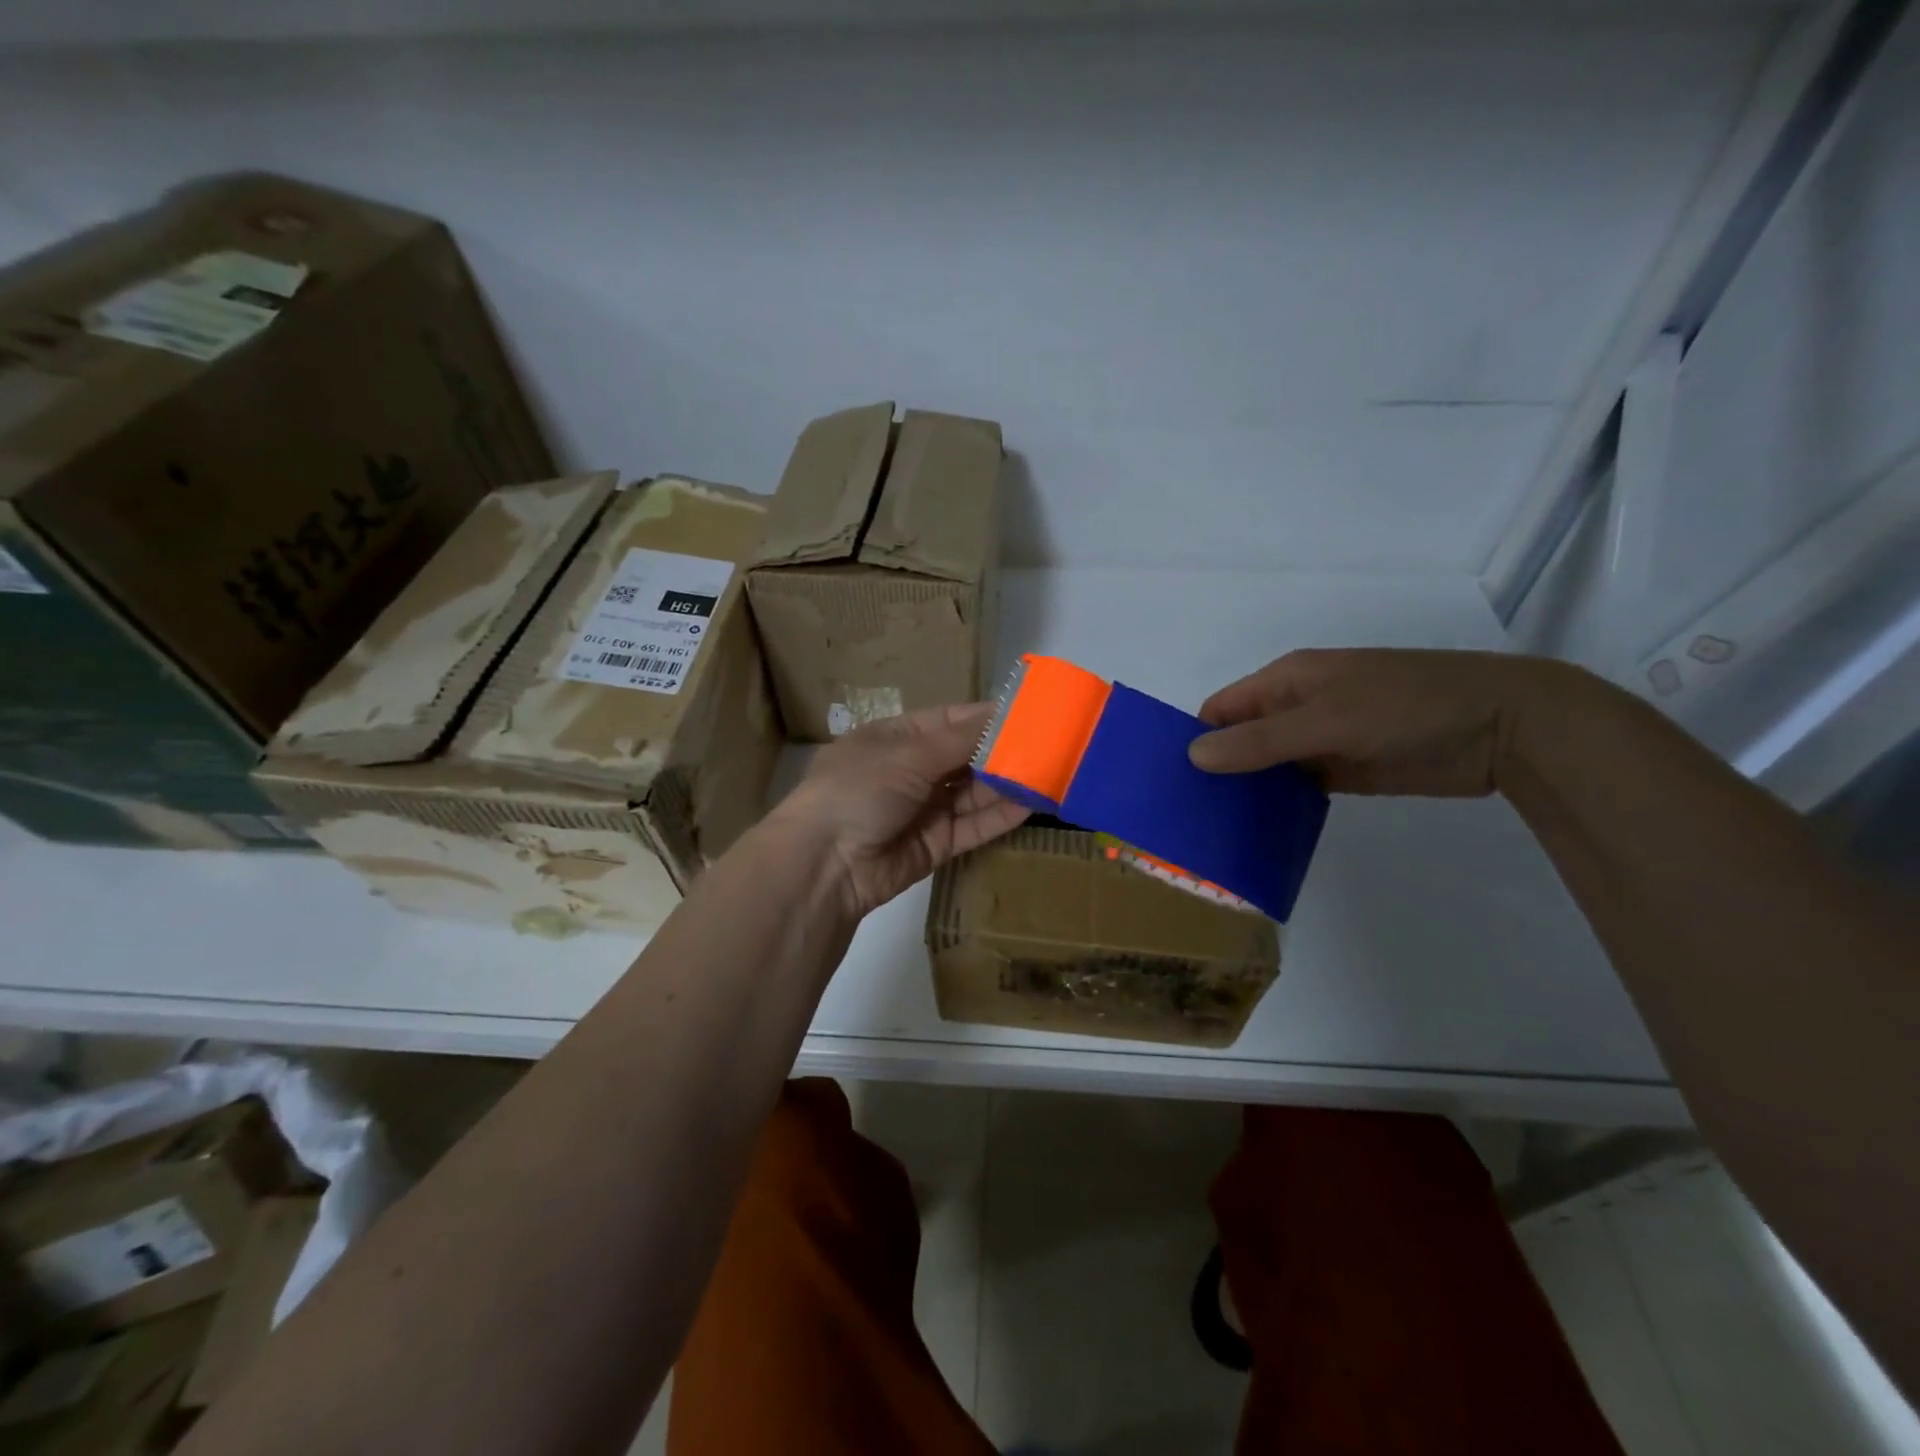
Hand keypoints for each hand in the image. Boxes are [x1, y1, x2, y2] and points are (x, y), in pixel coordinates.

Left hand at [771, 703, 1030, 917]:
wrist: (825, 865)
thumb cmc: (859, 790)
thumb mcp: (908, 755)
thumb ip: (960, 739)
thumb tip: (1003, 714)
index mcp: (895, 738)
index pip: (949, 720)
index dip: (987, 717)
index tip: (1030, 712)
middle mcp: (911, 771)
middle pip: (966, 756)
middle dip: (1004, 752)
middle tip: (1052, 744)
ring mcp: (924, 809)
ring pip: (974, 792)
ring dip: (1008, 784)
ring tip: (1053, 772)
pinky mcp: (936, 845)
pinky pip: (973, 825)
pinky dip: (1001, 815)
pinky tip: (1034, 804)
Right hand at [1188, 648, 1580, 796]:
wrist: (1504, 726)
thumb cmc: (1407, 705)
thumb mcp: (1328, 717)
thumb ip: (1261, 740)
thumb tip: (1193, 756)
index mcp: (1287, 680)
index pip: (1223, 709)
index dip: (1196, 738)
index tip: (1170, 780)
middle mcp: (1297, 708)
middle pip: (1242, 740)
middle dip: (1217, 771)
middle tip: (1186, 815)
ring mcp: (1322, 742)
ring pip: (1268, 768)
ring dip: (1247, 793)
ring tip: (1213, 831)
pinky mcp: (1345, 773)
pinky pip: (1299, 791)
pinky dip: (1280, 808)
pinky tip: (1259, 834)